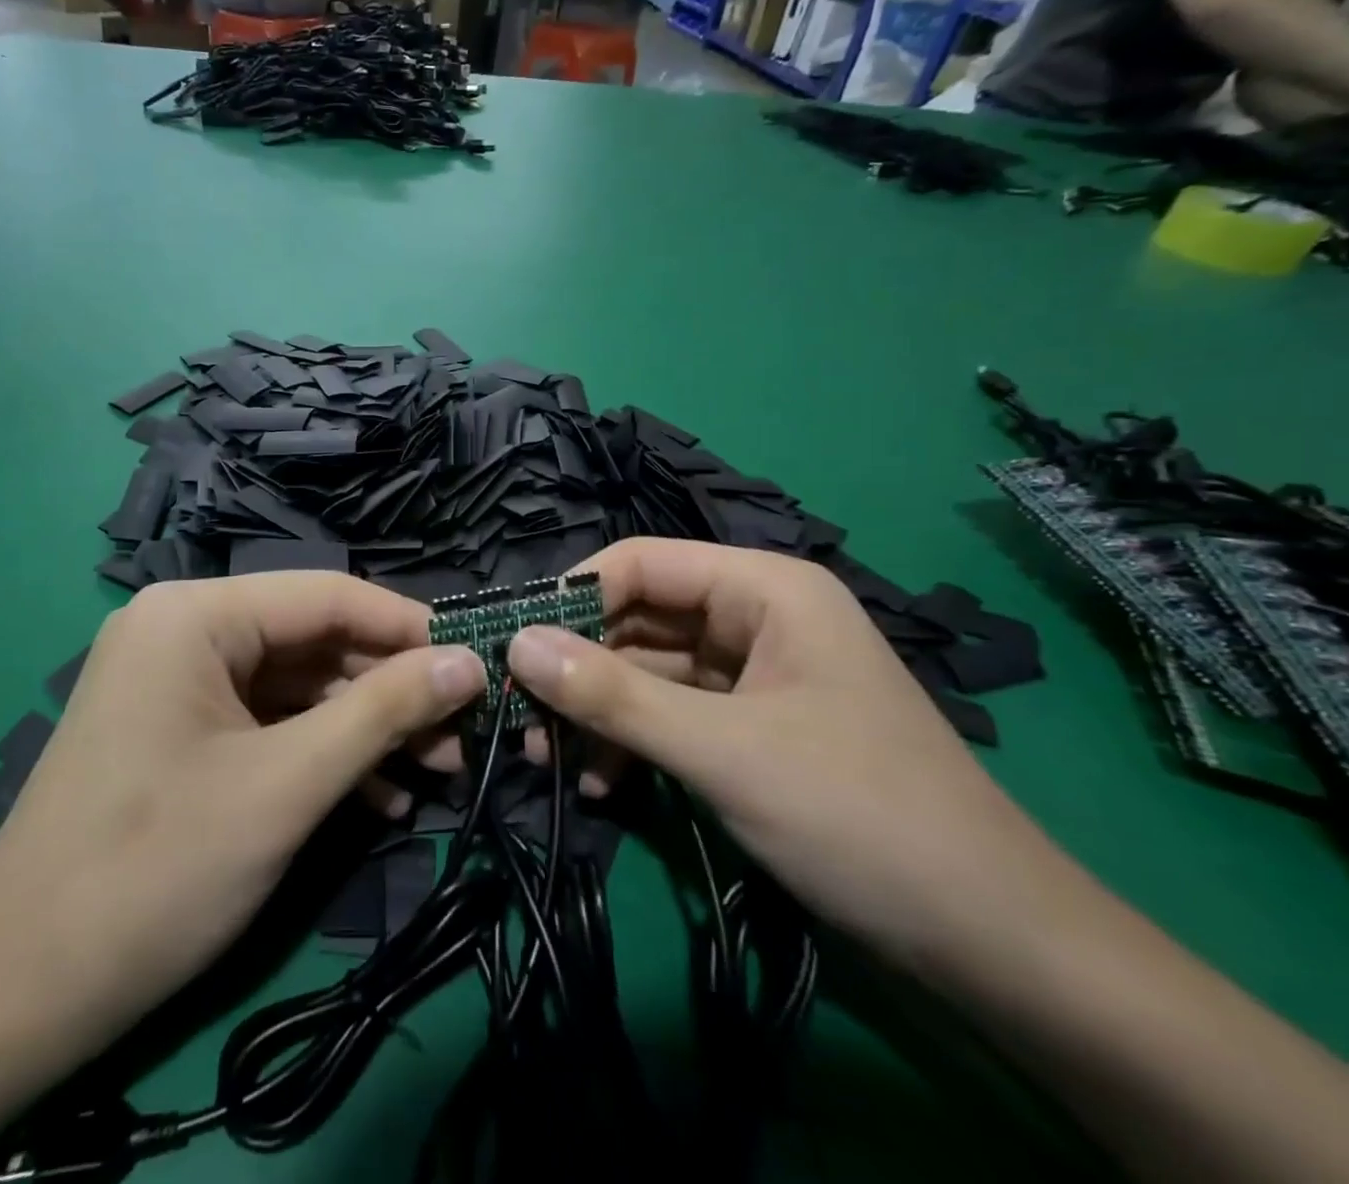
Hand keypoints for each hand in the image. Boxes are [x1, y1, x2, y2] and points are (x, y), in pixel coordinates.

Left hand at [0, 573, 485, 1055]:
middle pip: (313, 641)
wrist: (18, 992)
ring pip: (297, 686)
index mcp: (195, 615)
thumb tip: (470, 662)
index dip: (407, 627)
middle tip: (461, 734)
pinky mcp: (180, 731)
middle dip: (390, 690)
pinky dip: (321, 753)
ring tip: (435, 770)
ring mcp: (177, 682)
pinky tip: (378, 796)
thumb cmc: (157, 869)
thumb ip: (384, 712)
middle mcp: (183, 630)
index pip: (327, 595)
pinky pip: (268, 723)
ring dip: (364, 728)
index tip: (476, 662)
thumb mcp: (288, 784)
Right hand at [504, 538, 1061, 971]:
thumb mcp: (721, 751)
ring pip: (649, 671)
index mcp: (763, 588)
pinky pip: (672, 714)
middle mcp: (755, 617)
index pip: (640, 562)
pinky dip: (632, 743)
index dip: (571, 597)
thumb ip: (613, 695)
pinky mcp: (751, 727)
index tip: (512, 645)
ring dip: (598, 711)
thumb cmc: (859, 816)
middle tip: (520, 712)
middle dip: (578, 665)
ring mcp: (754, 674)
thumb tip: (515, 644)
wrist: (993, 944)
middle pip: (639, 617)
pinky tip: (600, 786)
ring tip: (545, 757)